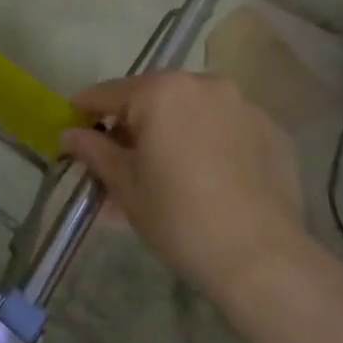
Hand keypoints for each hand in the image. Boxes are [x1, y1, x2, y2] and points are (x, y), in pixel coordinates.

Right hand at [62, 71, 308, 304]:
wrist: (261, 258)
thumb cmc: (179, 217)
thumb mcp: (125, 185)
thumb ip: (94, 151)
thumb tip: (69, 134)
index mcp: (160, 92)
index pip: (109, 93)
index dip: (86, 111)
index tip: (74, 128)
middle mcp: (203, 84)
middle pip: (154, 98)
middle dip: (134, 126)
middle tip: (123, 162)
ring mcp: (243, 105)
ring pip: (193, 111)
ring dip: (174, 132)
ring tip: (169, 173)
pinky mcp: (272, 131)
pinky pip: (228, 128)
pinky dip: (212, 143)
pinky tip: (210, 179)